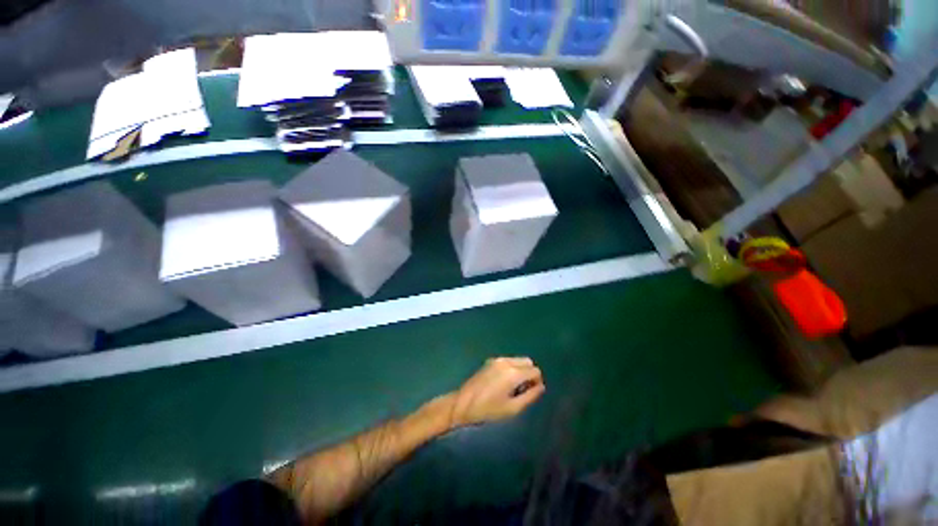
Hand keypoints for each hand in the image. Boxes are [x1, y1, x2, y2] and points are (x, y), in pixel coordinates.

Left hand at [449, 357, 545, 428]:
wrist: (463, 403)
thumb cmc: (488, 409)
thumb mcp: (512, 408)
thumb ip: (530, 396)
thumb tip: (541, 387)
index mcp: (513, 373)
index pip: (535, 371)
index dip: (537, 382)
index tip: (531, 393)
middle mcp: (506, 362)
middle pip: (528, 362)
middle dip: (530, 374)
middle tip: (523, 390)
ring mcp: (497, 359)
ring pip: (518, 360)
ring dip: (521, 370)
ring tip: (513, 388)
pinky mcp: (490, 361)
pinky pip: (509, 361)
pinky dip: (512, 368)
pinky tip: (503, 383)